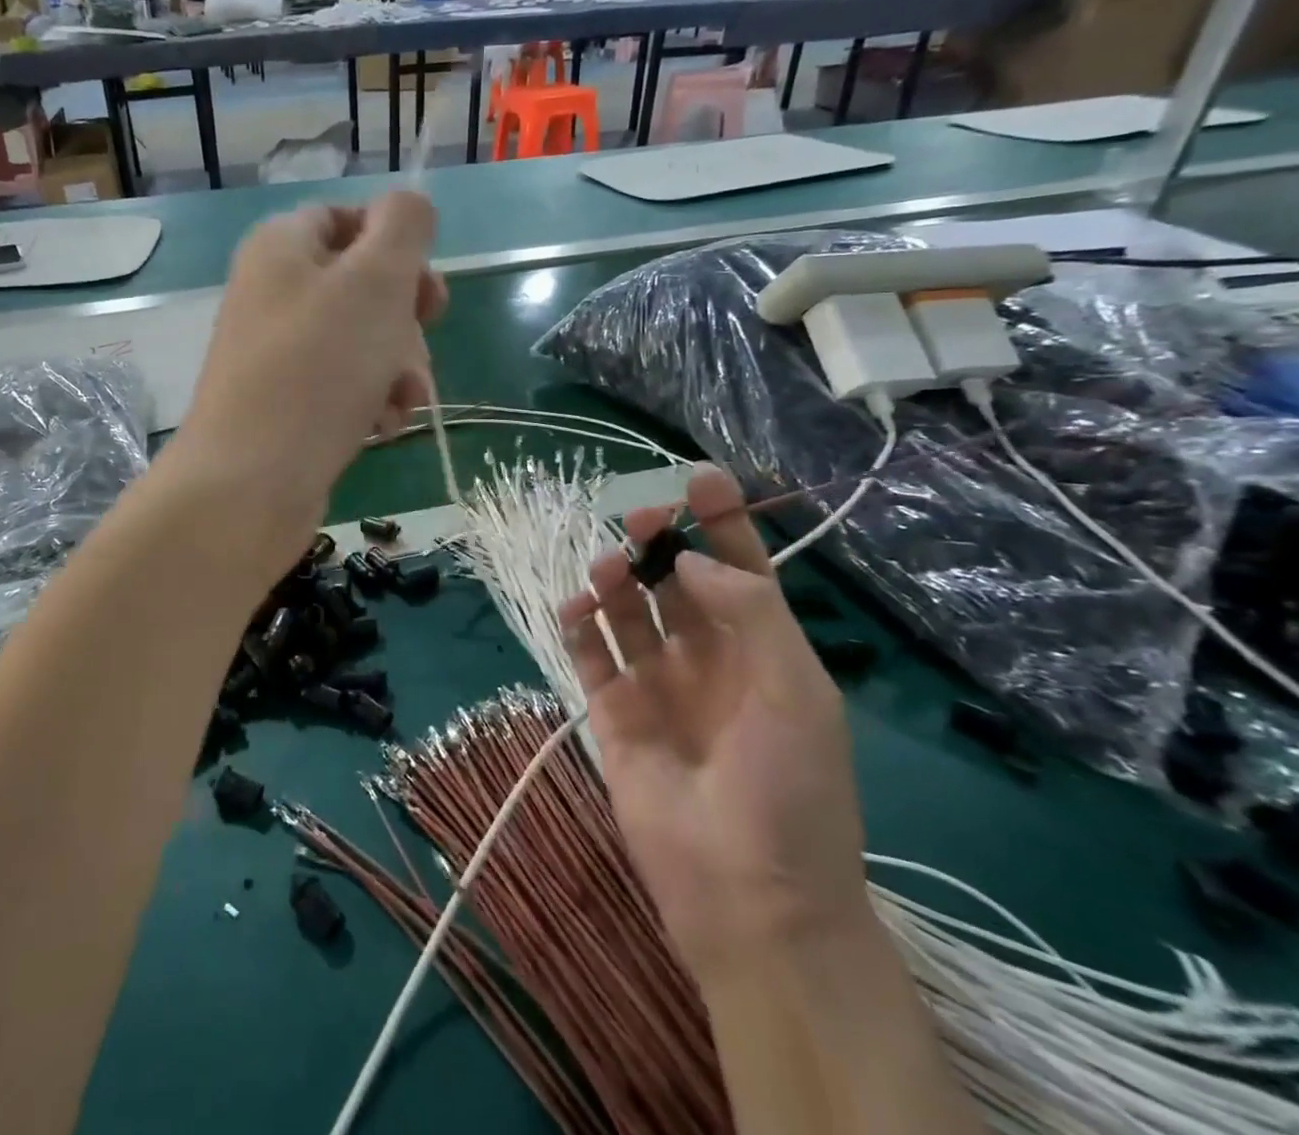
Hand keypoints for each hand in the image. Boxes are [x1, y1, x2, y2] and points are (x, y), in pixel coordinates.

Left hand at [173, 194, 445, 560]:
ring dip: (398, 368)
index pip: (348, 218)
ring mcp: (278, 353)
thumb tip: (409, 205)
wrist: (250, 483)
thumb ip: (404, 226)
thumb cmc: (317, 369)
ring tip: (400, 401)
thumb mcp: (375, 280)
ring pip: (363, 342)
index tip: (424, 286)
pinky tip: (380, 427)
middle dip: (405, 320)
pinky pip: (345, 386)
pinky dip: (371, 401)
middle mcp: (274, 293)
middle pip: (363, 286)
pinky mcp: (287, 405)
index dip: (395, 245)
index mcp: (282, 246)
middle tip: (418, 344)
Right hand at [558, 465, 869, 975]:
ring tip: (607, 567)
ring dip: (616, 578)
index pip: (739, 568)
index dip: (721, 522)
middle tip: (638, 519)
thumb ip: (747, 612)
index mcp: (761, 650)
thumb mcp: (798, 690)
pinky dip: (579, 625)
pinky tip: (575, 606)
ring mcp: (656, 685)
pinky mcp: (613, 713)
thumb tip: (688, 561)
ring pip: (628, 610)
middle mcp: (707, 658)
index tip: (697, 477)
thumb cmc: (790, 789)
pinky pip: (589, 655)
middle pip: (676, 581)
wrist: (749, 897)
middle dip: (659, 543)